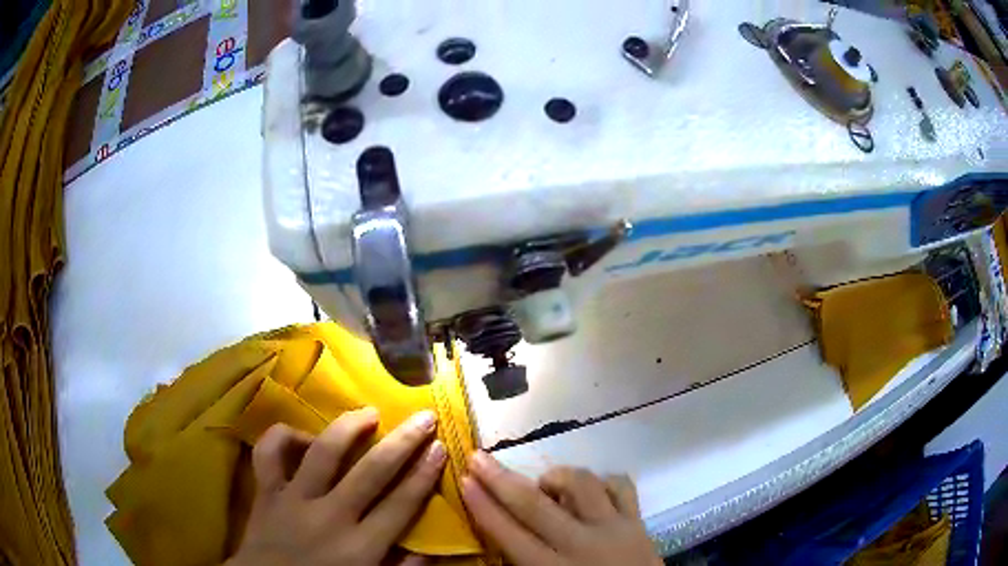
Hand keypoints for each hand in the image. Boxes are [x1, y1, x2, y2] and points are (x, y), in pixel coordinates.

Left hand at [227, 408, 445, 565]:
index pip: (401, 504)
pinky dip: (283, 436)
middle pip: (372, 472)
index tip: (440, 447)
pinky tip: (302, 435)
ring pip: (323, 453)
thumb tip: (430, 550)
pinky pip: (269, 453)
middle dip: (403, 441)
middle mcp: (330, 517)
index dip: (424, 474)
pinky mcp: (266, 491)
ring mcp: (294, 500)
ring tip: (369, 413)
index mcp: (360, 547)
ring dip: (349, 427)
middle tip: (423, 417)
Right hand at [462, 453, 661, 565]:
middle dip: (501, 480)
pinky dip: (601, 481)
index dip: (483, 507)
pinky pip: (620, 485)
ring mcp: (614, 528)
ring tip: (545, 484)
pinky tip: (591, 490)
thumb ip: (520, 565)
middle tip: (479, 457)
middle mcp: (581, 545)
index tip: (464, 482)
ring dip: (556, 477)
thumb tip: (496, 539)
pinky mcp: (638, 520)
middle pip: (535, 505)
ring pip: (582, 484)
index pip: (509, 534)